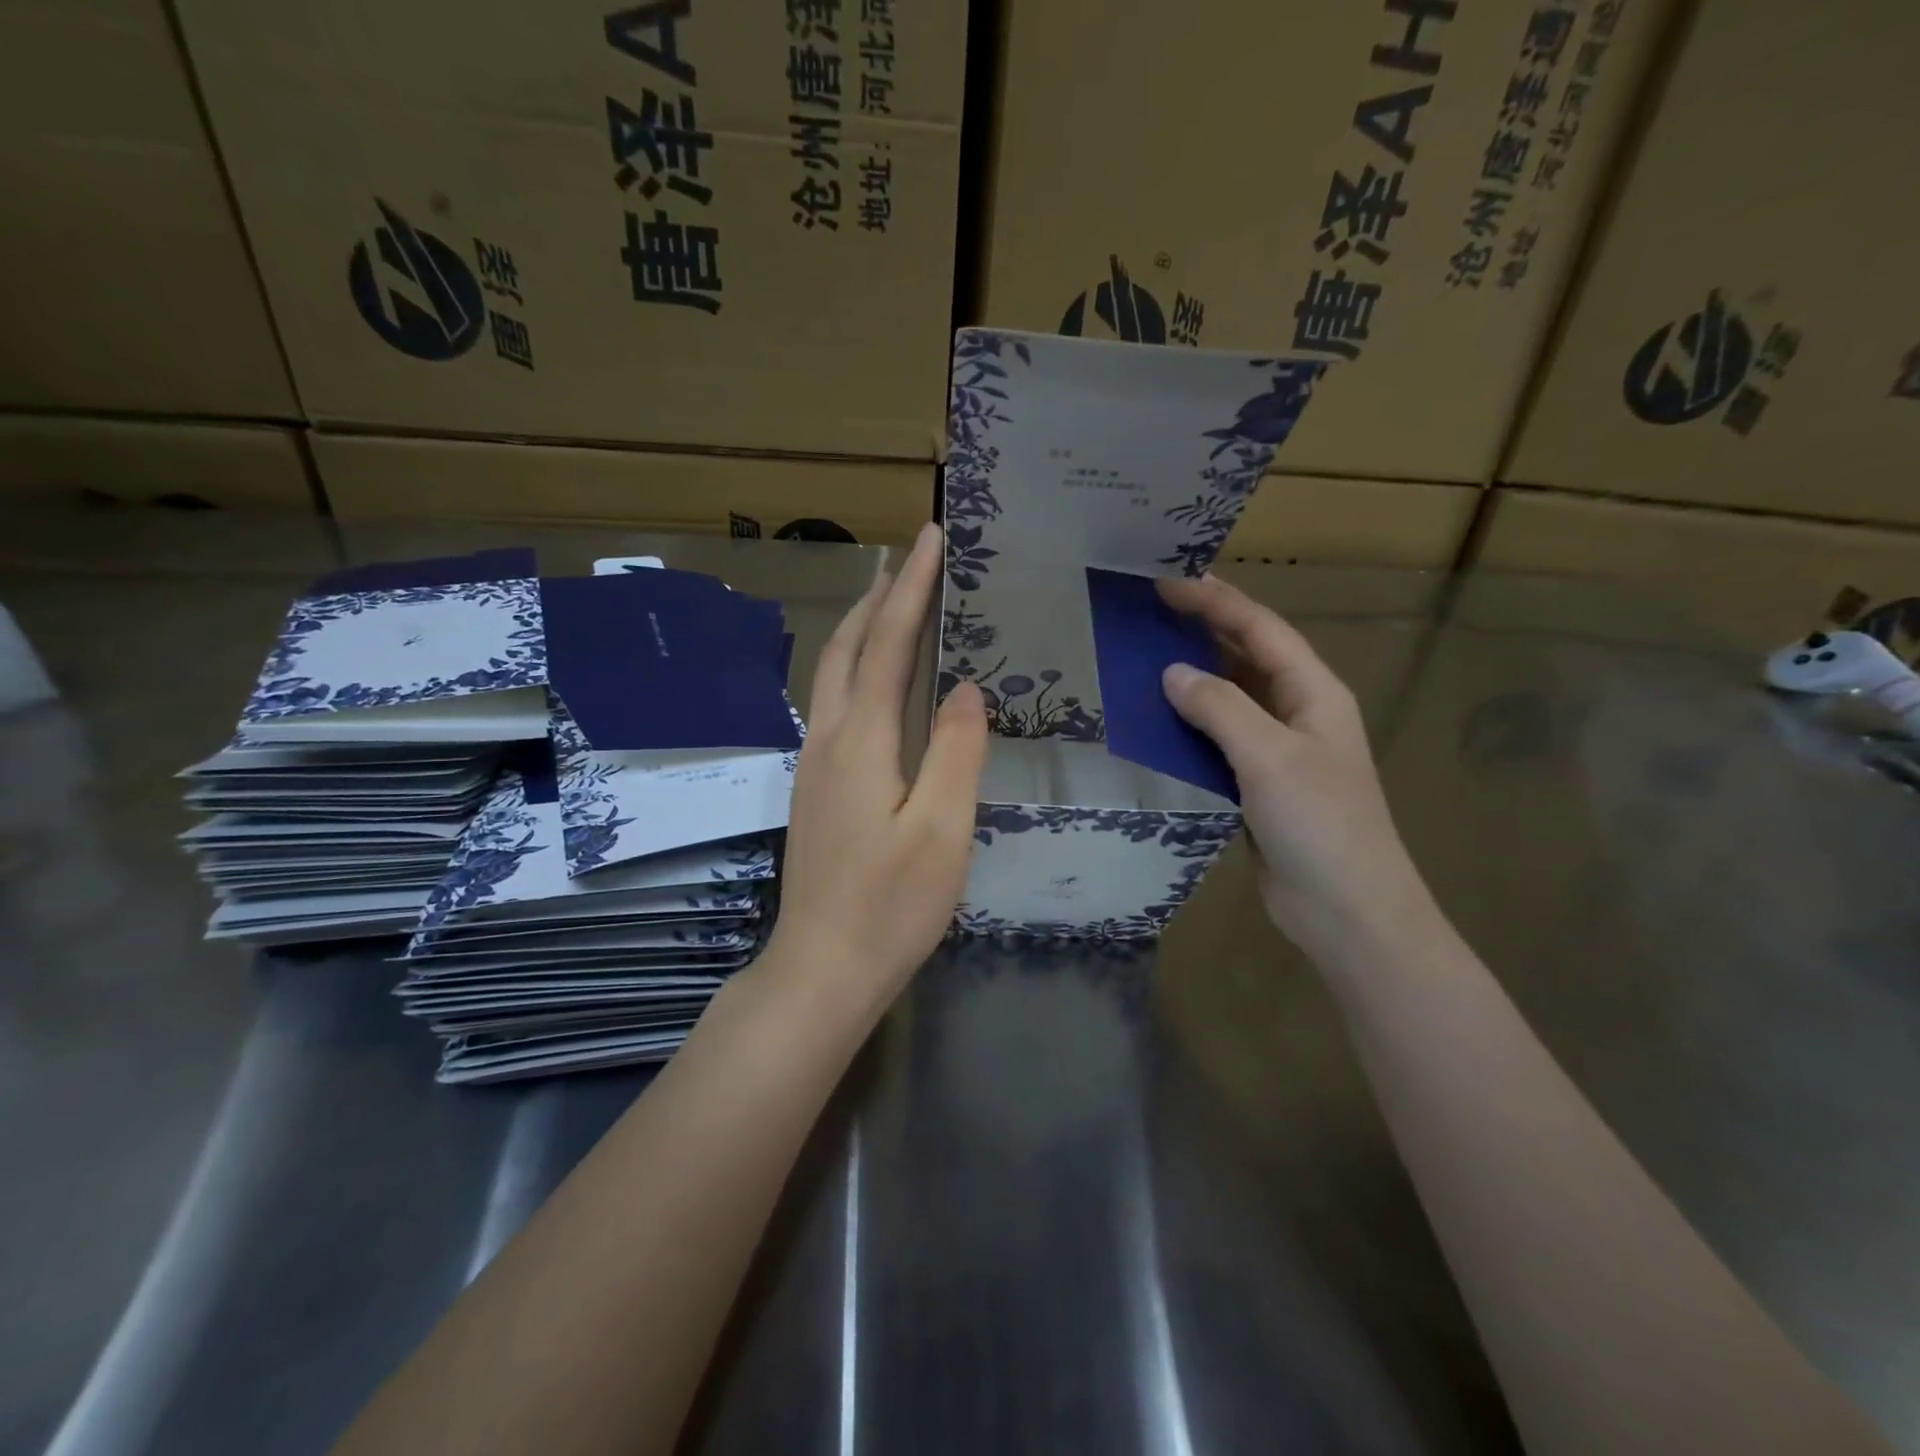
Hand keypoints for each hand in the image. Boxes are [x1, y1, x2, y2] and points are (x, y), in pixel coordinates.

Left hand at [767, 522, 987, 1008]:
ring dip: (860, 629)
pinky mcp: (815, 788)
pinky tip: (873, 680)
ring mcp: (814, 765)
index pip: (887, 644)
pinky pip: (834, 705)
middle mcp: (828, 740)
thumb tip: (963, 688)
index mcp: (861, 741)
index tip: (930, 537)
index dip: (910, 589)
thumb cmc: (891, 904)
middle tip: (907, 557)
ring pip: (832, 676)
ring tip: (890, 601)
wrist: (823, 966)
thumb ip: (954, 752)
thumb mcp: (942, 829)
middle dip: (877, 597)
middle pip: (846, 649)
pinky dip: (855, 669)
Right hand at [1157, 574, 1431, 956]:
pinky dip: (1188, 724)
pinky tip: (1155, 721)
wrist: (1345, 909)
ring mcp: (1278, 750)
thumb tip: (1171, 673)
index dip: (1216, 601)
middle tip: (1151, 607)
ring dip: (1193, 675)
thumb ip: (1220, 708)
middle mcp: (1297, 712)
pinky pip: (1218, 739)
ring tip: (1143, 655)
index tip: (1166, 582)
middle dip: (1204, 627)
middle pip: (1247, 655)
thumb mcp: (1270, 756)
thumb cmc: (1319, 824)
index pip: (1261, 629)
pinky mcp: (1256, 784)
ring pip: (1230, 698)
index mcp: (1314, 692)